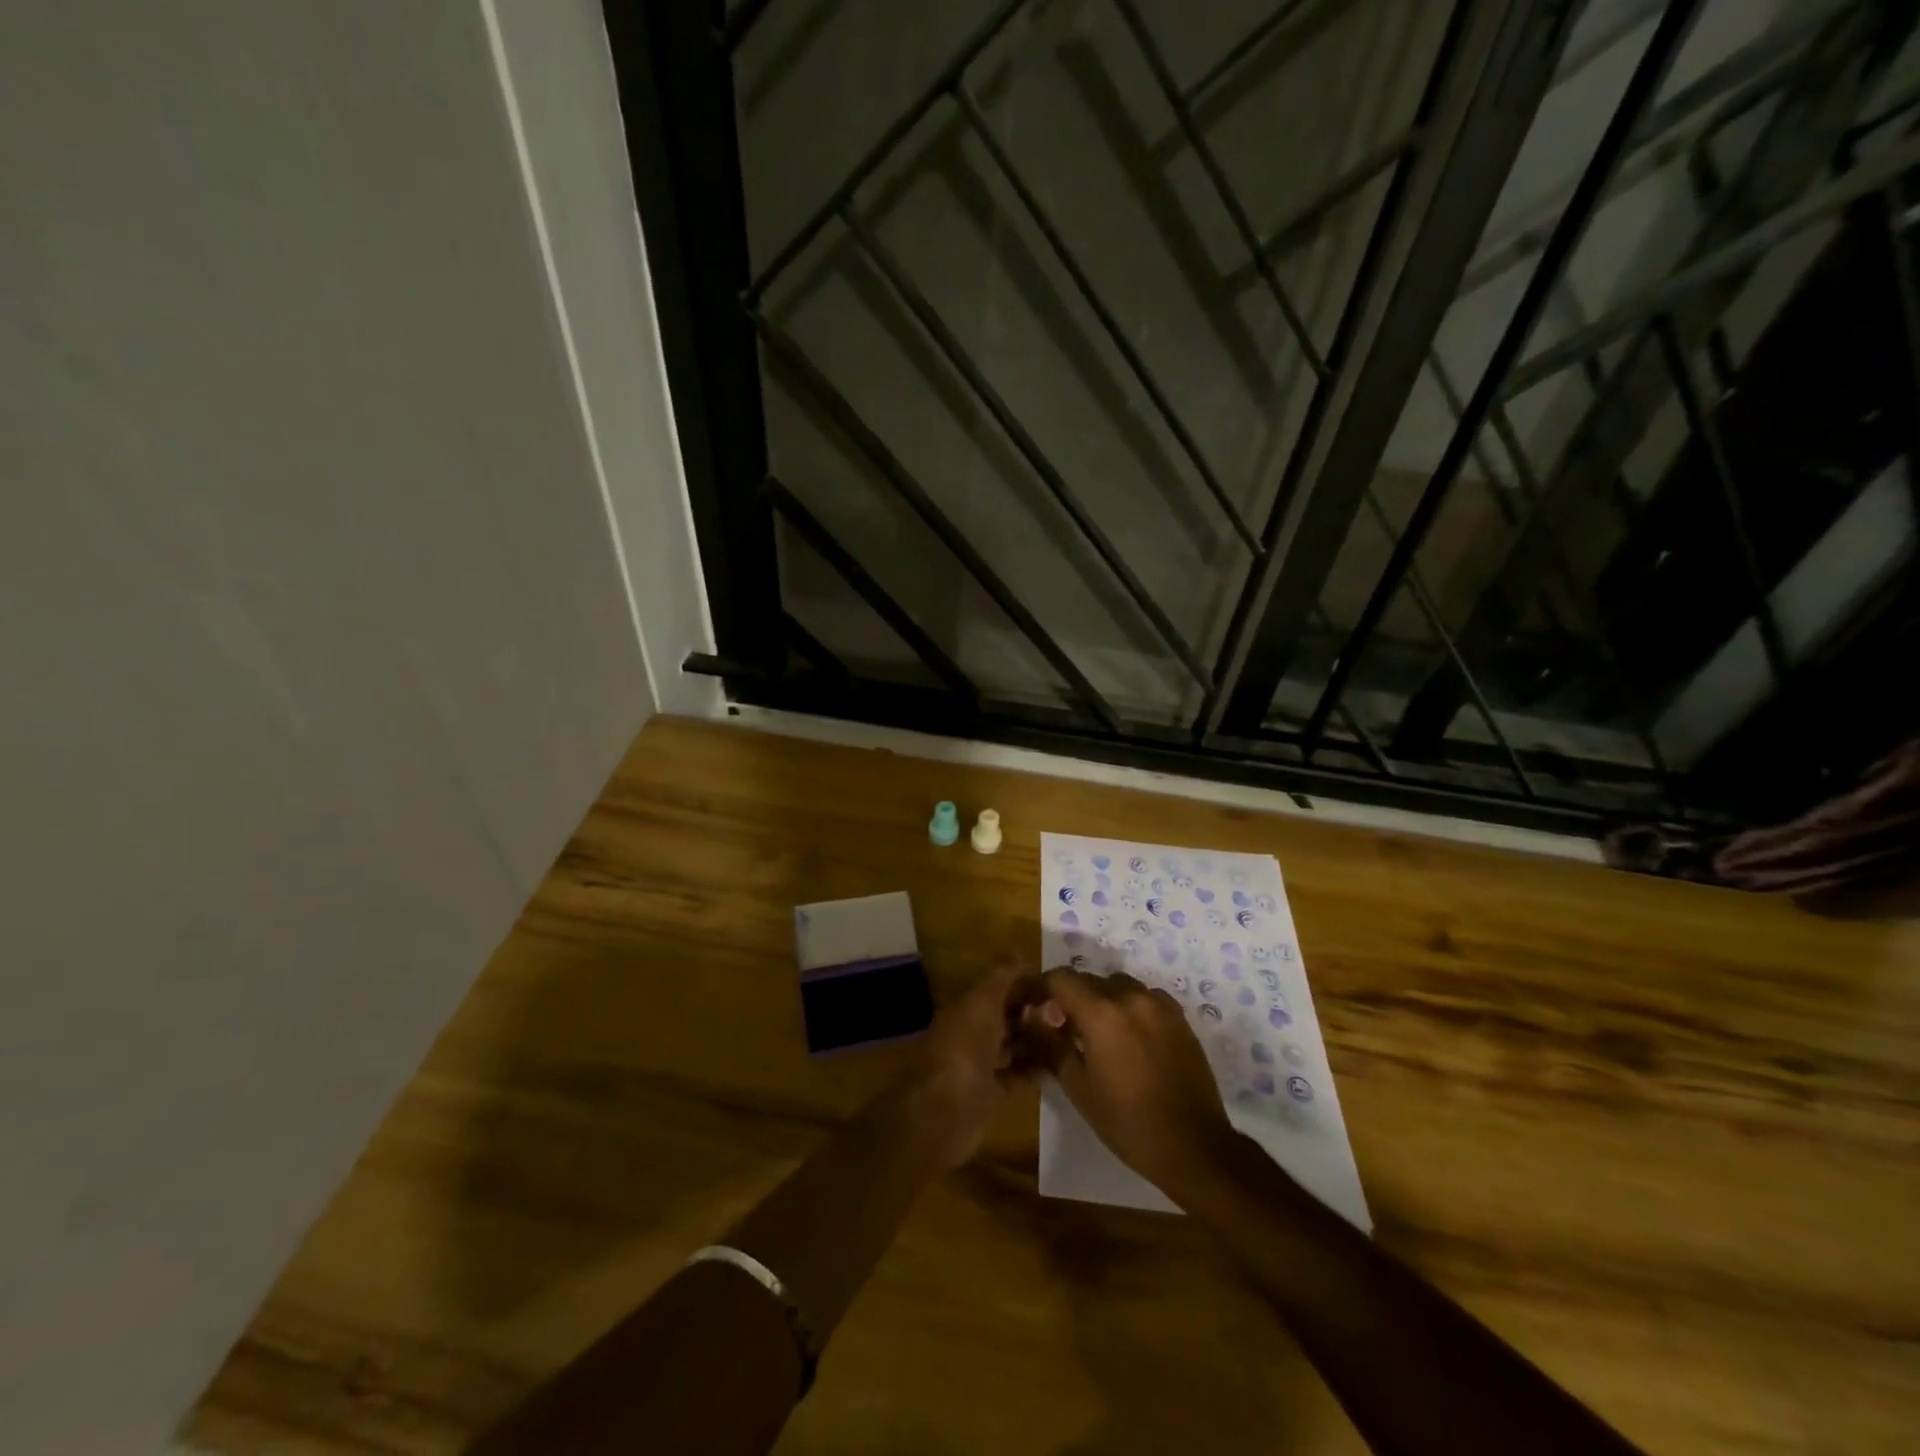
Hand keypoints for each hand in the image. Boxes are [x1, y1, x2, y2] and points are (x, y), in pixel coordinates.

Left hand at [899, 956, 1048, 1168]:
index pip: (998, 989)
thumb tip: (1018, 953)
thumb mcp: (982, 1003)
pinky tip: (1060, 1068)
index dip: (1024, 985)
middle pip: (1006, 1017)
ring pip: (1013, 1046)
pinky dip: (1035, 1071)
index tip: (1056, 985)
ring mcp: (980, 1065)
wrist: (943, 1113)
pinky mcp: (990, 1094)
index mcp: (966, 1008)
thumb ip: (1000, 978)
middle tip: (1069, 1013)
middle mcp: (972, 1033)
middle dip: (1034, 1013)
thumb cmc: (963, 1049)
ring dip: (1037, 1041)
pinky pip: (1017, 1076)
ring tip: (1070, 1038)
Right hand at [1035, 967, 1239, 1203]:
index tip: (1033, 1007)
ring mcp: (1159, 1004)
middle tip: (1061, 1027)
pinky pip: (1143, 997)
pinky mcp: (1179, 1016)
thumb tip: (1032, 1018)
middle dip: (1070, 997)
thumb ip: (1051, 1045)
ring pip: (1117, 986)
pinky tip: (1128, 1038)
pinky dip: (1128, 1007)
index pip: (1060, 978)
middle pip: (1089, 980)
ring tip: (1096, 1033)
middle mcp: (1131, 997)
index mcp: (1102, 1013)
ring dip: (1100, 1000)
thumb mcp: (1078, 1087)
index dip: (1041, 988)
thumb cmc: (1128, 1122)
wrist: (1194, 1145)